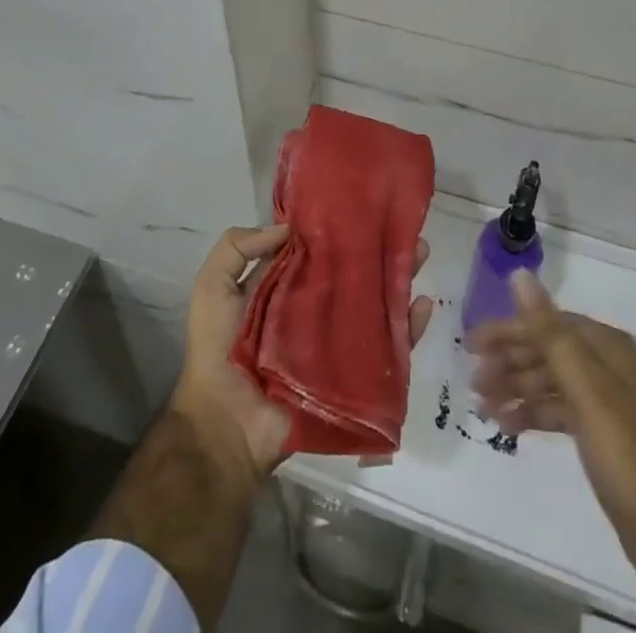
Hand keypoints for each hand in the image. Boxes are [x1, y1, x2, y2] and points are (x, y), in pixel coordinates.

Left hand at [174, 224, 433, 478]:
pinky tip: (423, 306)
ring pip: (376, 305)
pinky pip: (388, 351)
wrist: (227, 426)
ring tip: (420, 253)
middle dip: (379, 252)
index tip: (363, 208)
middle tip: (405, 230)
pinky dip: (409, 329)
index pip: (318, 252)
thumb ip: (237, 247)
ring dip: (399, 279)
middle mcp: (315, 310)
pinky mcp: (353, 375)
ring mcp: (337, 342)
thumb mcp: (213, 286)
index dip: (338, 230)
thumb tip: (288, 227)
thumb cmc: (217, 351)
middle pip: (354, 274)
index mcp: (284, 287)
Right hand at [469, 270, 635, 588]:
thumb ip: (550, 333)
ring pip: (551, 381)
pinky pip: (559, 409)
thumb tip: (520, 275)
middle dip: (510, 361)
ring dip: (516, 388)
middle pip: (549, 351)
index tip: (473, 343)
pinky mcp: (602, 434)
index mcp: (610, 348)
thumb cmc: (626, 455)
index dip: (510, 330)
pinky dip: (533, 413)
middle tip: (472, 379)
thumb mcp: (586, 390)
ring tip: (481, 405)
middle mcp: (610, 367)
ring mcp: (607, 402)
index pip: (550, 324)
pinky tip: (507, 425)